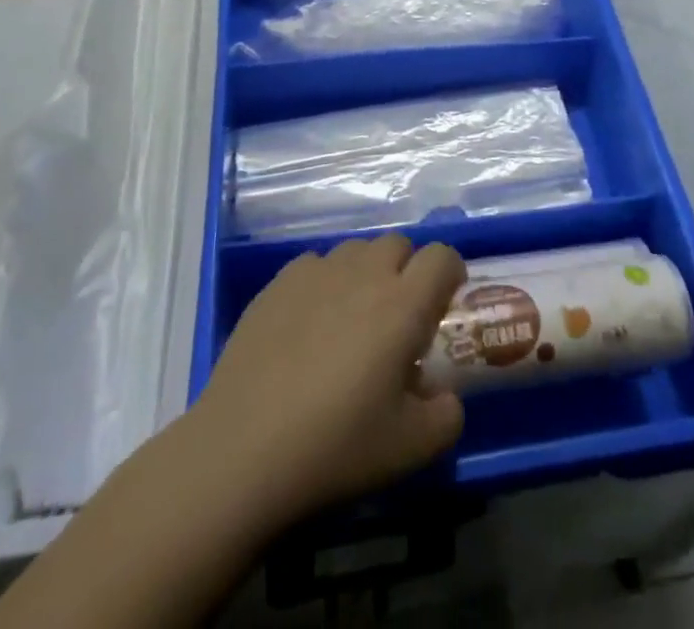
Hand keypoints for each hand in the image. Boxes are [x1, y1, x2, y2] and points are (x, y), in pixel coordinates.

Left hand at [191, 234, 467, 528]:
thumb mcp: (411, 448)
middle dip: (407, 270)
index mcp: (403, 304)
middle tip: (398, 317)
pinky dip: (325, 282)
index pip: (441, 256)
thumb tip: (442, 395)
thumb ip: (446, 416)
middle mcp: (364, 273)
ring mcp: (317, 272)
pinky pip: (316, 264)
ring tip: (352, 319)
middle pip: (398, 244)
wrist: (243, 450)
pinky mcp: (278, 282)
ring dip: (366, 272)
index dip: (450, 273)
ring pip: (356, 250)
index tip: (444, 304)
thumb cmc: (335, 446)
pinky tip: (310, 323)